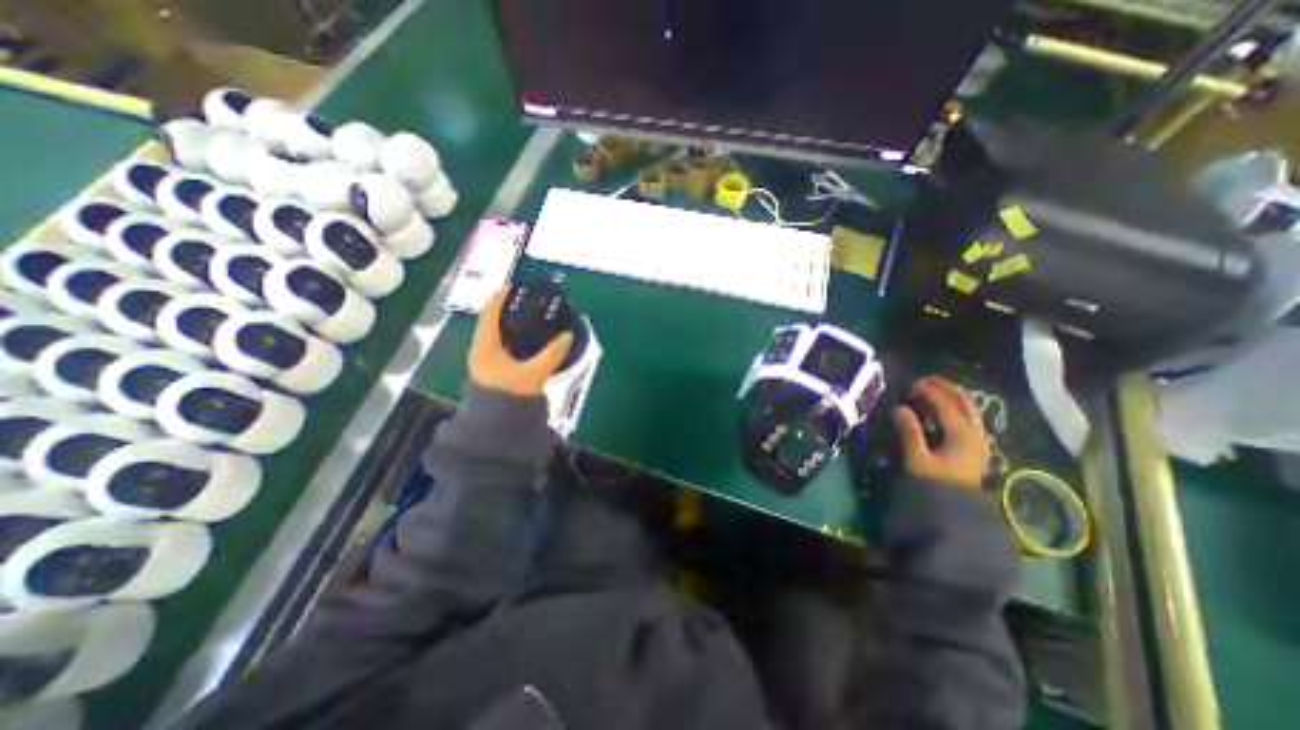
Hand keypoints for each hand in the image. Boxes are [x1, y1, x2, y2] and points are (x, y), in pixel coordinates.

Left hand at [465, 289, 570, 400]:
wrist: (495, 426)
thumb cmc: (510, 395)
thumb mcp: (534, 373)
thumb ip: (552, 354)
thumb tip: (568, 335)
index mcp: (485, 345)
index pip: (489, 313)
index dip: (500, 297)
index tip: (515, 286)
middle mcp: (480, 350)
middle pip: (491, 322)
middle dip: (508, 310)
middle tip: (528, 303)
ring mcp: (484, 361)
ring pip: (496, 335)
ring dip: (511, 325)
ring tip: (530, 319)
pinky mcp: (491, 371)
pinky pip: (501, 346)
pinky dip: (513, 339)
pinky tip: (527, 342)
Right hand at [900, 376, 991, 489]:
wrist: (957, 511)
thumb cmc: (935, 484)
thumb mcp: (918, 459)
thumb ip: (910, 432)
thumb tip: (899, 408)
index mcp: (961, 433)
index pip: (945, 404)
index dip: (928, 391)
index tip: (911, 384)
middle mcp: (975, 432)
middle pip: (964, 402)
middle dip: (945, 387)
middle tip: (926, 380)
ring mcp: (979, 439)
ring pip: (970, 409)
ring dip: (953, 395)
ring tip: (936, 389)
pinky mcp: (976, 447)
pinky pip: (970, 417)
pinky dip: (958, 407)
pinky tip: (947, 409)